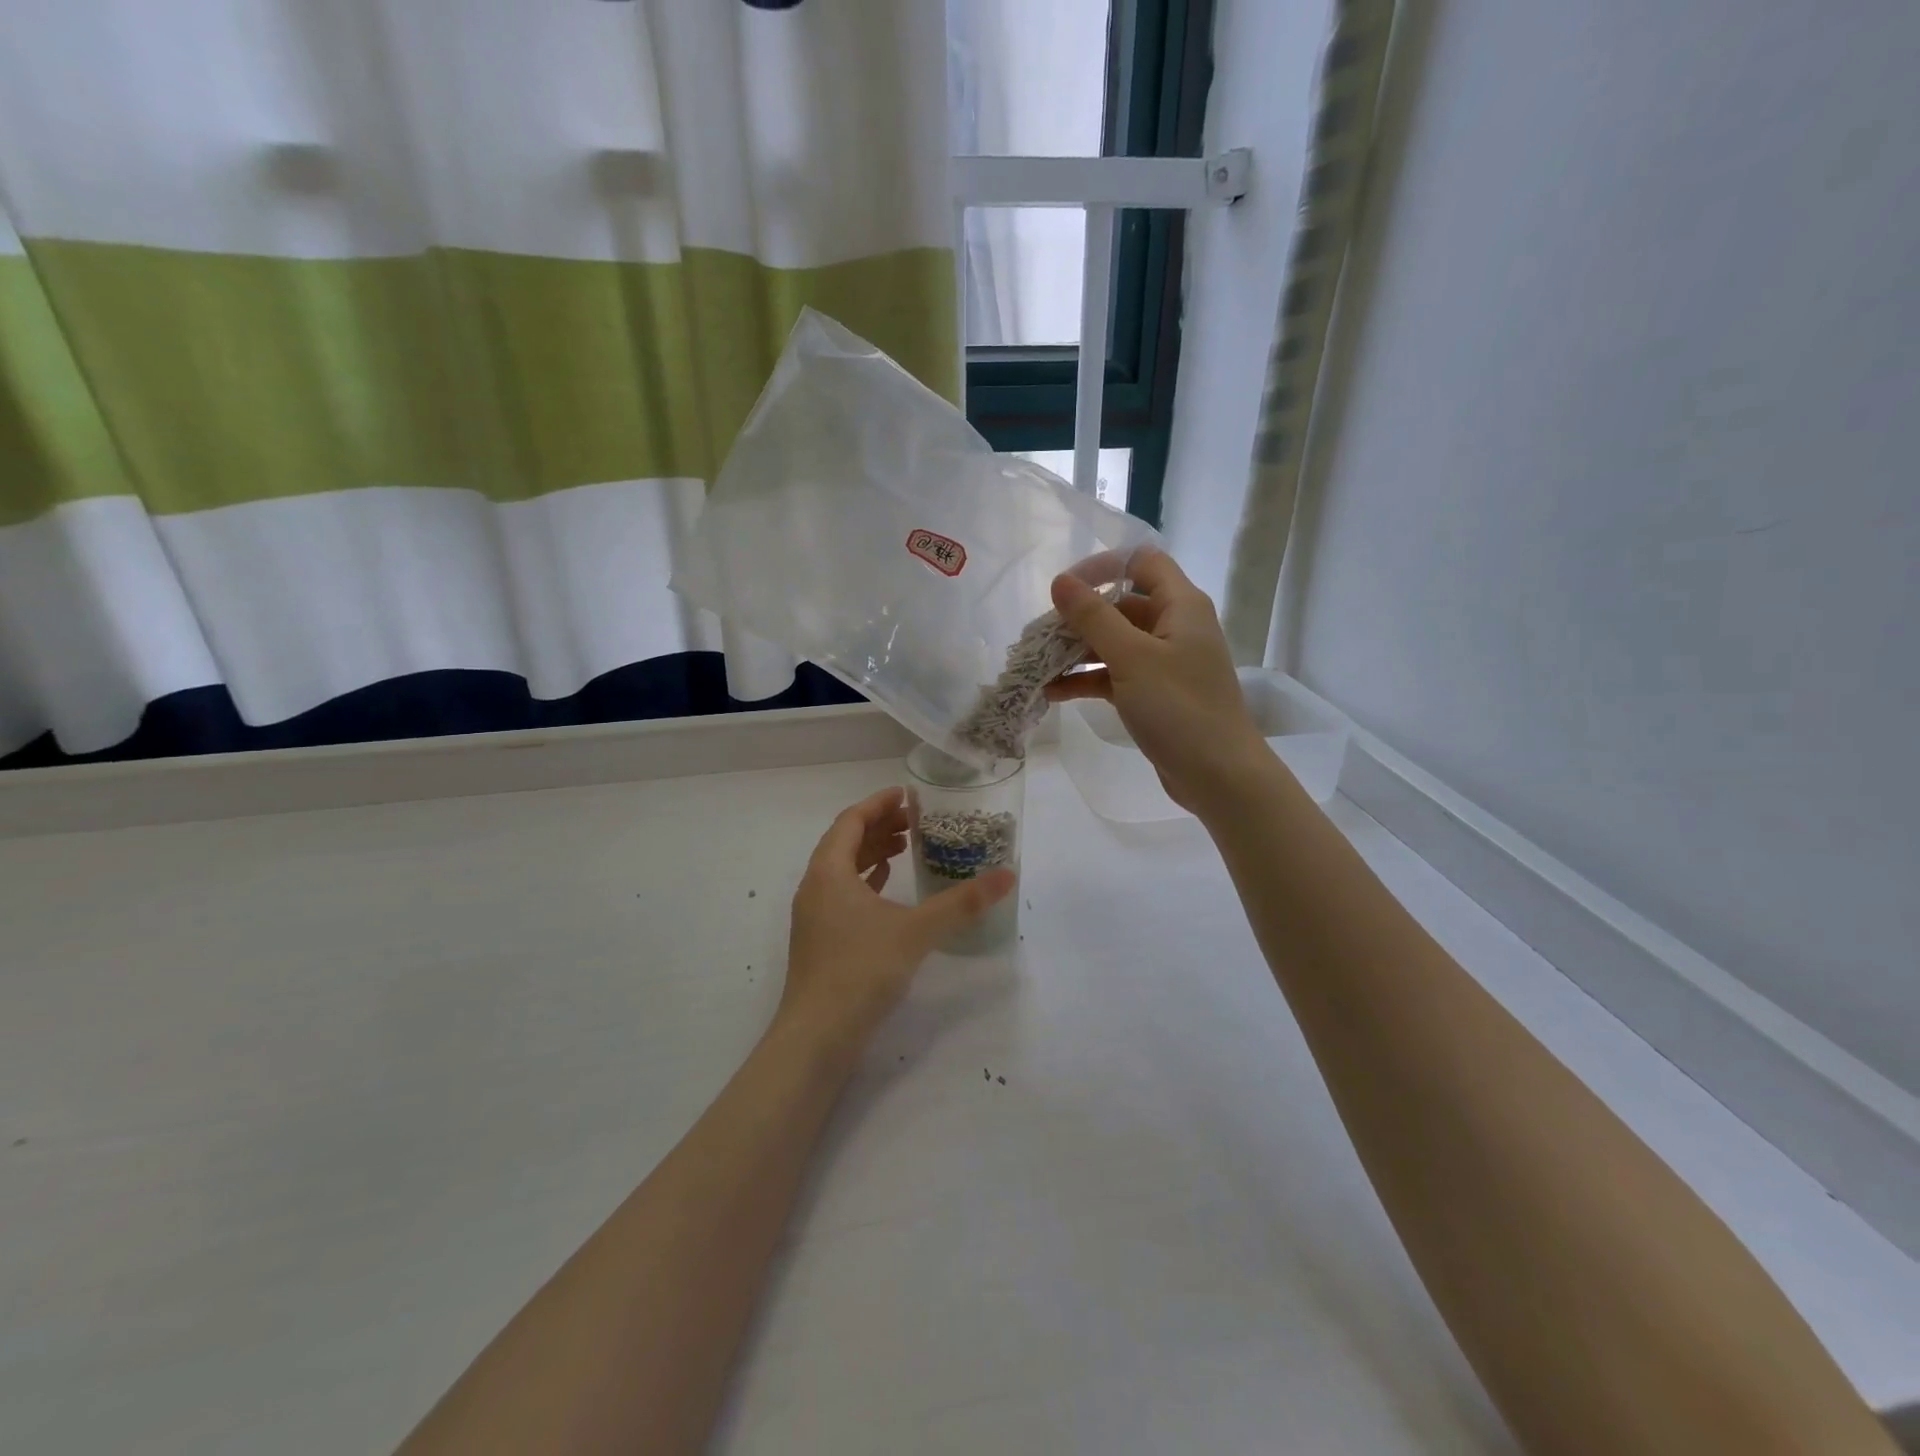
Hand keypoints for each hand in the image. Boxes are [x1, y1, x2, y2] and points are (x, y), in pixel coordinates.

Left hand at [778, 787, 1014, 1051]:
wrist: (817, 1037)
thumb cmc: (861, 971)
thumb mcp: (916, 931)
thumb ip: (962, 903)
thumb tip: (1008, 875)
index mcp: (828, 872)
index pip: (851, 820)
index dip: (878, 804)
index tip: (908, 794)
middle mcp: (815, 887)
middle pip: (845, 842)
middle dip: (879, 826)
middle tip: (915, 821)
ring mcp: (814, 916)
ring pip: (843, 870)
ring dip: (872, 854)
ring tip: (906, 848)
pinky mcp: (821, 941)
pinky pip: (843, 895)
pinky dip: (866, 883)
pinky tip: (887, 890)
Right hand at [1046, 548, 1272, 817]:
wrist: (1219, 776)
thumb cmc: (1178, 708)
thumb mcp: (1131, 658)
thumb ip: (1093, 617)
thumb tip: (1060, 581)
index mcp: (1181, 606)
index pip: (1142, 562)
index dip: (1103, 567)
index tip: (1065, 589)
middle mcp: (1176, 627)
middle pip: (1122, 605)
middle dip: (1080, 618)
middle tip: (1041, 635)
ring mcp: (1166, 663)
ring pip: (1116, 643)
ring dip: (1078, 652)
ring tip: (1039, 666)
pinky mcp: (1156, 695)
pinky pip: (1117, 675)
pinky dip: (1089, 680)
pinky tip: (1054, 693)